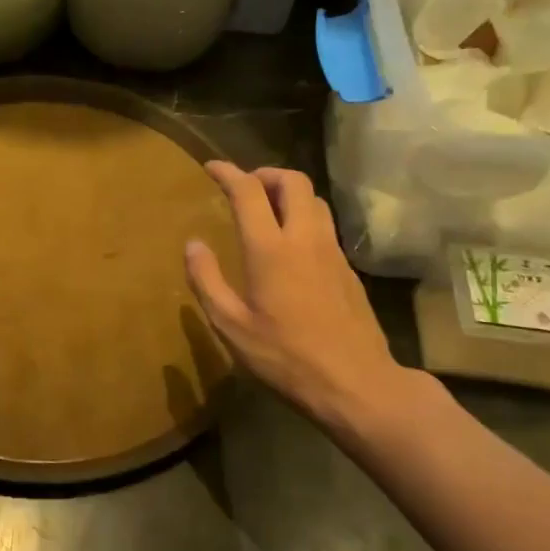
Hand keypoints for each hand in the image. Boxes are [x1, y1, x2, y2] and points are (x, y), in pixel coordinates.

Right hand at [185, 163, 419, 432]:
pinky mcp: (348, 269)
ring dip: (288, 193)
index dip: (228, 173)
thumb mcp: (230, 325)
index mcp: (270, 249)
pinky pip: (325, 225)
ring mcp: (332, 252)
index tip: (211, 168)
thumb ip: (207, 280)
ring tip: (267, 210)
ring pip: (314, 200)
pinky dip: (304, 218)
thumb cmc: (284, 356)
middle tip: (244, 187)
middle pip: (293, 181)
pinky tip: (291, 246)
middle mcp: (305, 238)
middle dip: (265, 174)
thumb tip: (193, 244)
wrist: (355, 382)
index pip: (249, 191)